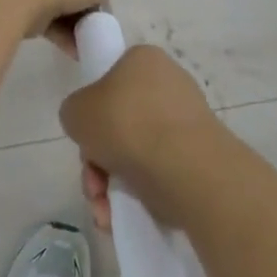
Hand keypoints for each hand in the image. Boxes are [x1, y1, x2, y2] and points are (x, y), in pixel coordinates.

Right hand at [60, 44, 220, 230]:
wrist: (185, 168)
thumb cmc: (125, 124)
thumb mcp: (76, 110)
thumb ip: (75, 112)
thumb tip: (90, 126)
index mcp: (143, 60)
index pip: (111, 79)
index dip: (93, 110)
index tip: (86, 135)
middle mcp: (170, 84)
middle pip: (120, 123)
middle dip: (98, 158)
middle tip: (92, 180)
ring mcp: (188, 122)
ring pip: (136, 153)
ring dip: (111, 183)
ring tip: (103, 208)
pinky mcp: (200, 157)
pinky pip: (159, 172)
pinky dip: (137, 194)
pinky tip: (120, 216)